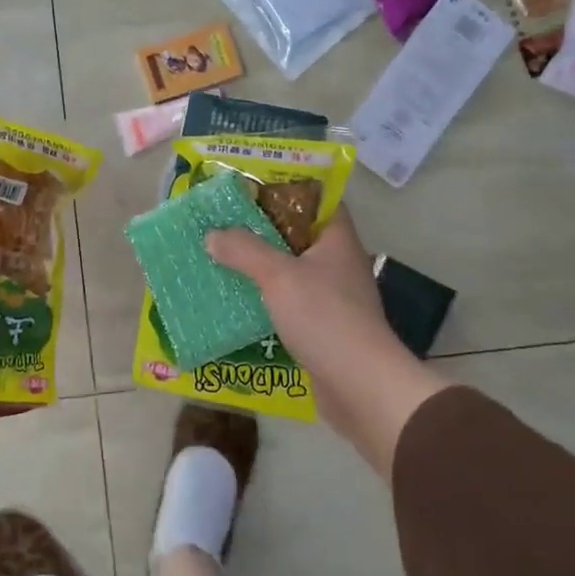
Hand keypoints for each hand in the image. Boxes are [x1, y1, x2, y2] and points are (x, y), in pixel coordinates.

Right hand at [207, 208, 452, 476]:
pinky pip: (287, 301)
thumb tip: (213, 235)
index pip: (315, 199)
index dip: (284, 189)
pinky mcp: (321, 326)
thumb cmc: (325, 318)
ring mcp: (331, 296)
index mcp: (336, 239)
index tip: (248, 188)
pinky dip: (263, 298)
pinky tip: (235, 299)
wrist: (361, 386)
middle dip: (260, 229)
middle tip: (222, 223)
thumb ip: (244, 250)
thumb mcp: (278, 276)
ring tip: (220, 258)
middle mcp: (337, 262)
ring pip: (289, 270)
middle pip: (296, 234)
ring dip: (258, 266)